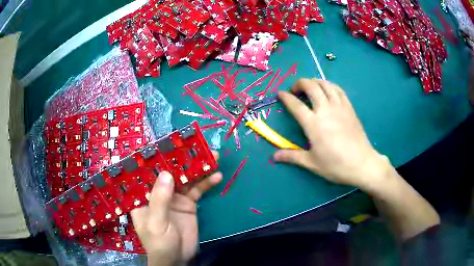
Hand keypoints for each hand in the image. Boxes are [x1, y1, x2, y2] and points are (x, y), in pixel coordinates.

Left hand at [131, 151, 221, 265]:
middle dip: (182, 159)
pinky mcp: (188, 204)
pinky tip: (217, 176)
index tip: (168, 144)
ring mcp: (175, 197)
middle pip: (169, 172)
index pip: (147, 173)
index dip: (156, 158)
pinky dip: (207, 183)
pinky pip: (198, 190)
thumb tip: (166, 173)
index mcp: (144, 196)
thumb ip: (159, 200)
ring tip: (212, 156)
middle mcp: (158, 193)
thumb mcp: (156, 223)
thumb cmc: (159, 243)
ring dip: (198, 168)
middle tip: (196, 146)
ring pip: (185, 178)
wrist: (178, 259)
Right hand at [274, 78, 388, 189]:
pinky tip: (327, 90)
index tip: (280, 93)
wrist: (362, 164)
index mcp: (313, 124)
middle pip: (310, 86)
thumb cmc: (336, 165)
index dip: (285, 97)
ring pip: (325, 84)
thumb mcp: (312, 163)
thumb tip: (274, 157)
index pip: (295, 105)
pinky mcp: (349, 107)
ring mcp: (339, 107)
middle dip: (299, 83)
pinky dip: (330, 85)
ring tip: (310, 88)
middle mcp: (325, 110)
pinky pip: (338, 89)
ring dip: (314, 82)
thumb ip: (292, 156)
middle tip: (295, 90)